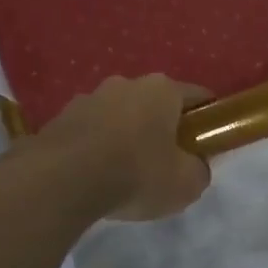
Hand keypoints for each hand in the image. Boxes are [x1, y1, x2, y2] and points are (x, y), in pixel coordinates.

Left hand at [37, 75, 212, 220]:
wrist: (61, 181)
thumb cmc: (136, 173)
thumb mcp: (186, 184)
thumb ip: (199, 171)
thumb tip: (194, 167)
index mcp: (162, 89)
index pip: (198, 97)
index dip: (207, 121)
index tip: (207, 144)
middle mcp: (126, 83)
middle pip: (155, 105)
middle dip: (162, 129)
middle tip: (165, 164)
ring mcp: (88, 98)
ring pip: (119, 116)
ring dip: (125, 137)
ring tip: (124, 174)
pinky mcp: (59, 118)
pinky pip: (89, 132)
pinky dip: (96, 149)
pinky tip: (95, 176)